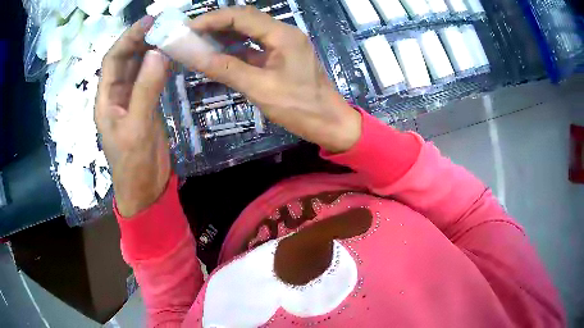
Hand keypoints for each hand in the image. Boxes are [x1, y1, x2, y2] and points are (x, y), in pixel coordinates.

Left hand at [95, 17, 171, 217]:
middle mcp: (116, 94)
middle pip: (126, 59)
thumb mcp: (137, 127)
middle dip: (141, 39)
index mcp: (106, 99)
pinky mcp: (145, 105)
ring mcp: (131, 99)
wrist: (144, 188)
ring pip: (139, 67)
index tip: (149, 21)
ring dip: (152, 49)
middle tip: (164, 23)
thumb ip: (146, 90)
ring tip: (170, 34)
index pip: (113, 60)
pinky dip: (160, 65)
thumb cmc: (132, 163)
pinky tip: (172, 55)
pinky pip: (151, 78)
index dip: (128, 38)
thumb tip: (158, 53)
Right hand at [182, 6, 361, 152]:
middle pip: (246, 19)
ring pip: (249, 31)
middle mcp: (284, 33)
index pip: (242, 16)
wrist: (329, 123)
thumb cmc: (300, 108)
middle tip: (190, 33)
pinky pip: (254, 46)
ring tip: (198, 41)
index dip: (213, 19)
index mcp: (283, 35)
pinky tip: (218, 53)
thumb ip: (227, 69)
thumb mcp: (260, 89)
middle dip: (216, 24)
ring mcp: (284, 44)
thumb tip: (195, 57)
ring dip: (224, 34)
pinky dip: (235, 48)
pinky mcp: (281, 56)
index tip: (189, 27)